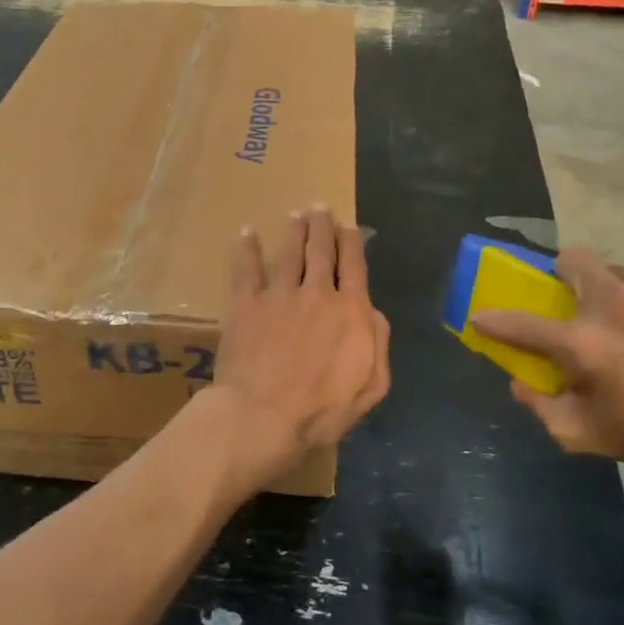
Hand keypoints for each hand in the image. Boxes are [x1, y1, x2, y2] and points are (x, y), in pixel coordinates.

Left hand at [209, 207, 389, 496]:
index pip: (354, 267)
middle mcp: (317, 293)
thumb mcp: (370, 387)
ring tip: (296, 214)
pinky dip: (247, 249)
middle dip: (322, 226)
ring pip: (288, 253)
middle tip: (320, 208)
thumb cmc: (321, 411)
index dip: (352, 243)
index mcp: (350, 312)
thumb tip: (373, 312)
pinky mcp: (245, 304)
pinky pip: (246, 269)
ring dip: (293, 230)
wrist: (262, 416)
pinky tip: (247, 232)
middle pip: (321, 251)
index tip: (349, 226)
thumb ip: (378, 344)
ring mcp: (278, 295)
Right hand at [469, 249, 623, 499]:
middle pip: (571, 260)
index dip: (494, 319)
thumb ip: (541, 407)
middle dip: (564, 275)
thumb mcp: (587, 436)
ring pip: (620, 275)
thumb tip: (518, 382)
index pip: (520, 322)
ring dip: (617, 296)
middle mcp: (614, 303)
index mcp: (583, 343)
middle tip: (577, 302)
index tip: (482, 315)